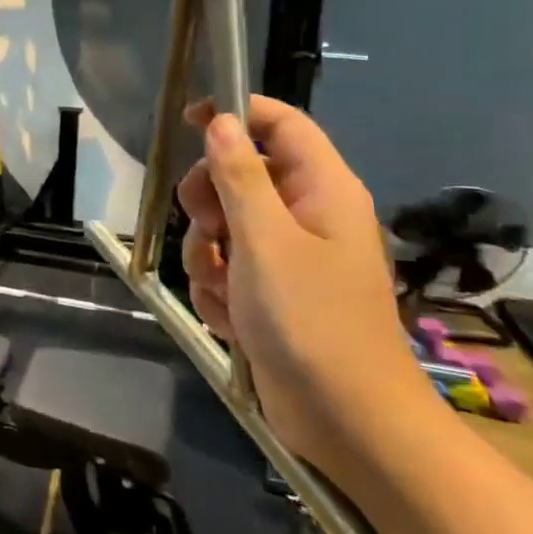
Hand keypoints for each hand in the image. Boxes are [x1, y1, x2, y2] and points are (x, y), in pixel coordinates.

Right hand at [177, 96, 437, 483]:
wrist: (346, 420)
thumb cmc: (311, 320)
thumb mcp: (265, 240)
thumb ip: (239, 176)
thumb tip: (220, 121)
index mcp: (321, 189)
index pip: (279, 123)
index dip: (235, 112)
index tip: (187, 121)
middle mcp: (304, 214)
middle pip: (238, 173)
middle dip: (208, 202)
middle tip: (208, 228)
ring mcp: (285, 256)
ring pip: (221, 226)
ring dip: (206, 254)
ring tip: (224, 289)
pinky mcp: (268, 292)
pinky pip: (223, 268)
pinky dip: (216, 288)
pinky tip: (230, 318)